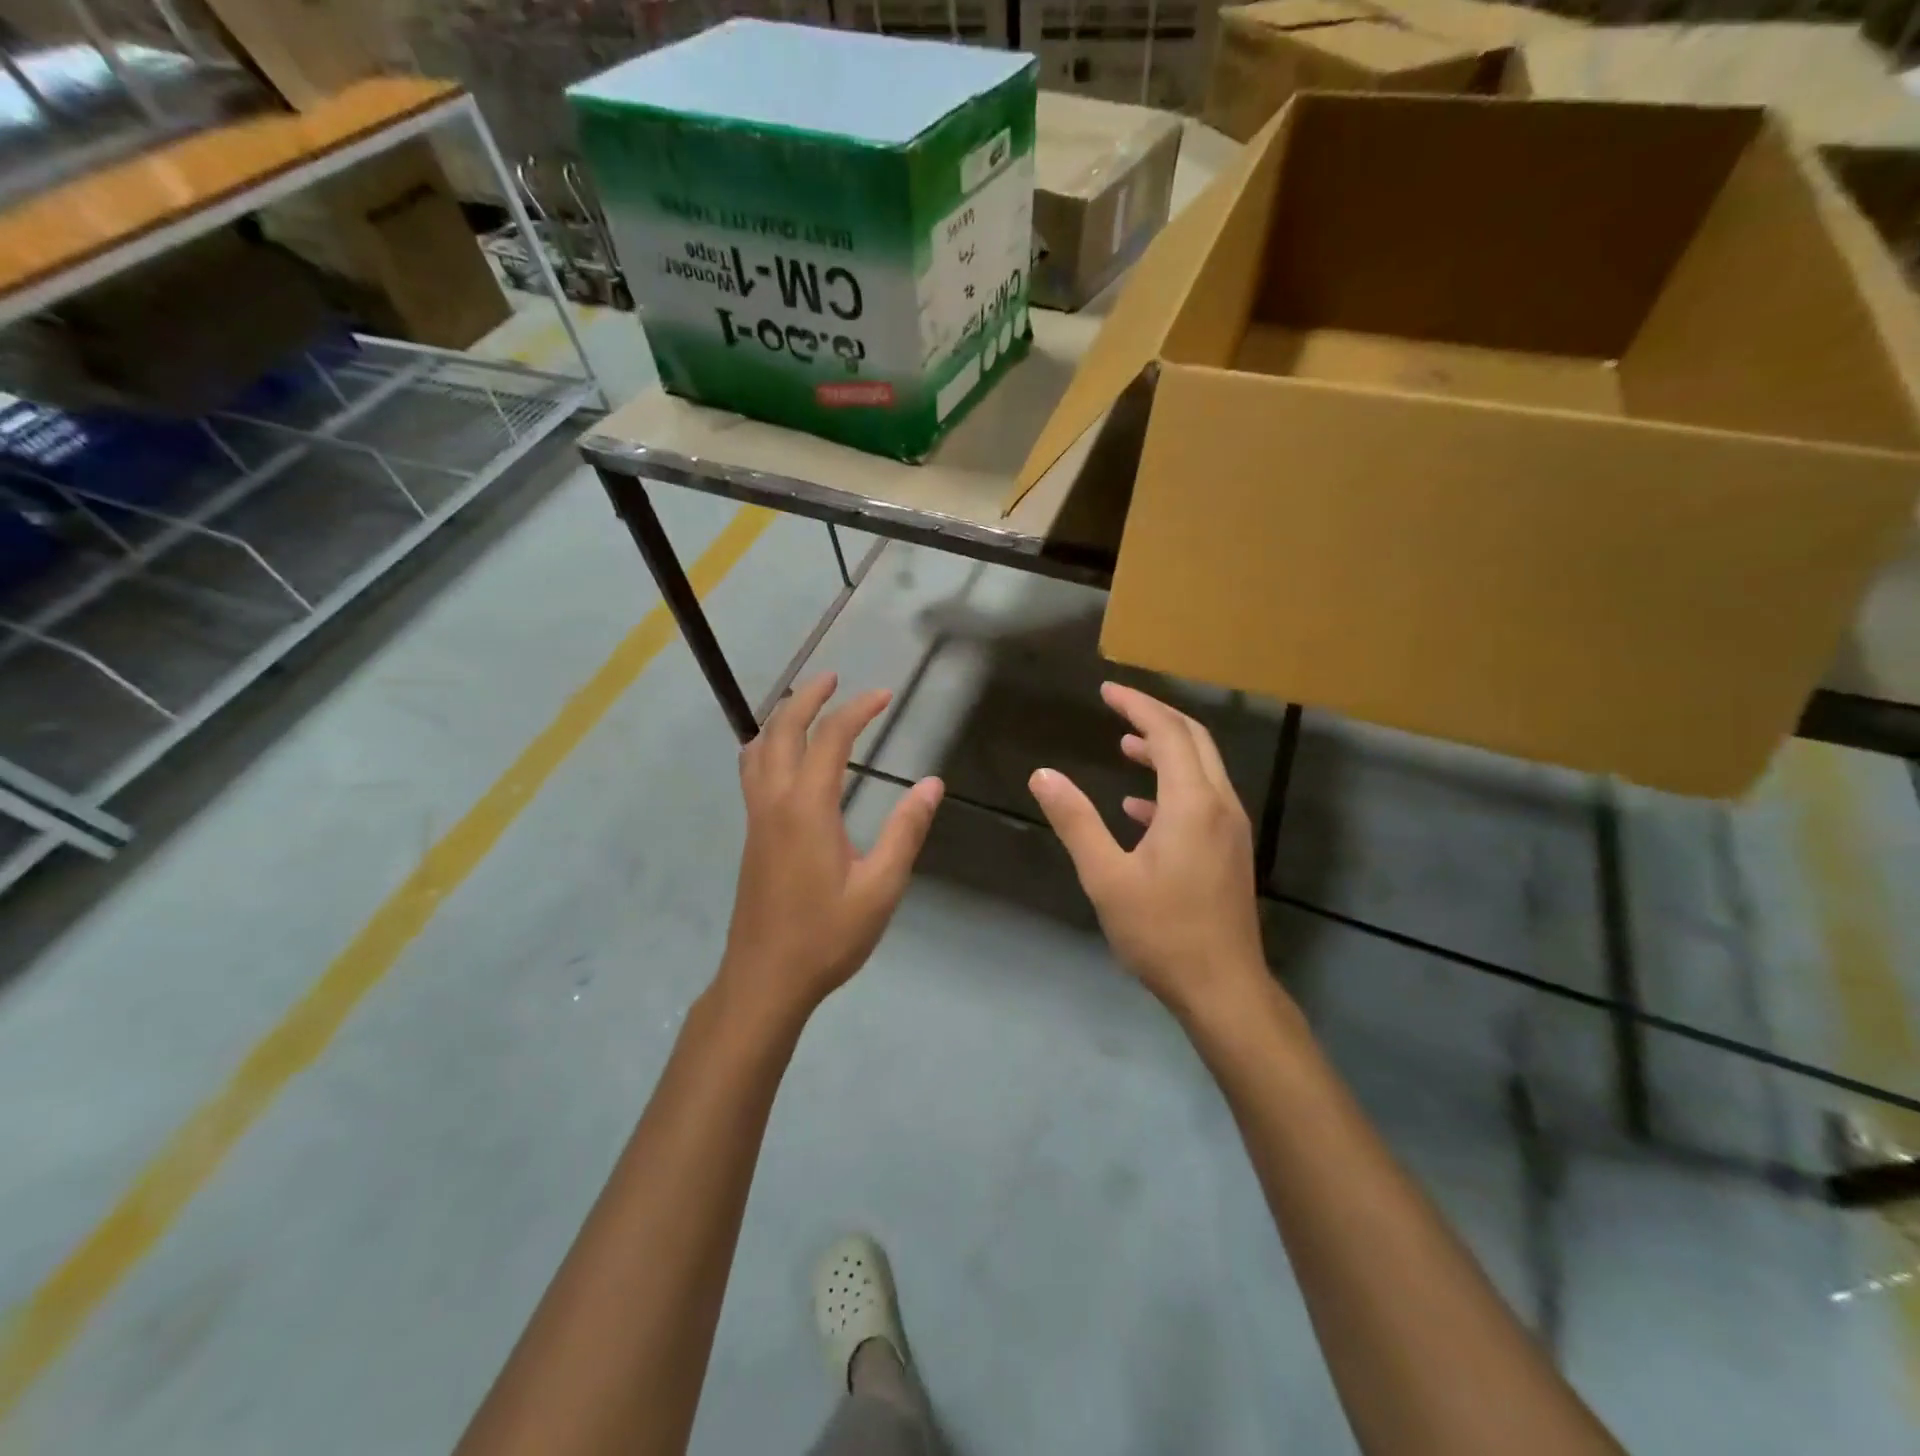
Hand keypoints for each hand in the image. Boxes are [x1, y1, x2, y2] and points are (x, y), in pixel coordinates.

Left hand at [717, 673, 943, 1026]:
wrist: (764, 979)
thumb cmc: (826, 936)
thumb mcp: (880, 888)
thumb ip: (905, 831)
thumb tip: (932, 783)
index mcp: (808, 808)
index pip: (831, 739)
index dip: (858, 709)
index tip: (884, 694)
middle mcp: (774, 802)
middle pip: (782, 730)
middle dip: (807, 697)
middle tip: (834, 678)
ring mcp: (757, 818)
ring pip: (757, 749)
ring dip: (781, 718)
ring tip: (804, 705)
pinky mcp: (751, 835)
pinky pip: (752, 772)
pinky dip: (767, 745)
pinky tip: (784, 758)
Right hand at [1029, 683, 1267, 1019]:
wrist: (1223, 988)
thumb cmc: (1162, 933)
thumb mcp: (1106, 877)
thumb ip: (1076, 821)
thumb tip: (1043, 775)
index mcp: (1192, 803)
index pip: (1168, 733)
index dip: (1137, 706)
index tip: (1106, 691)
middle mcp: (1219, 805)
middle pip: (1194, 740)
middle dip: (1155, 717)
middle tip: (1117, 706)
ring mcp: (1230, 828)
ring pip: (1202, 768)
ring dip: (1165, 750)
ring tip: (1125, 745)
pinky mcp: (1230, 850)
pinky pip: (1202, 799)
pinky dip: (1171, 787)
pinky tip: (1138, 807)